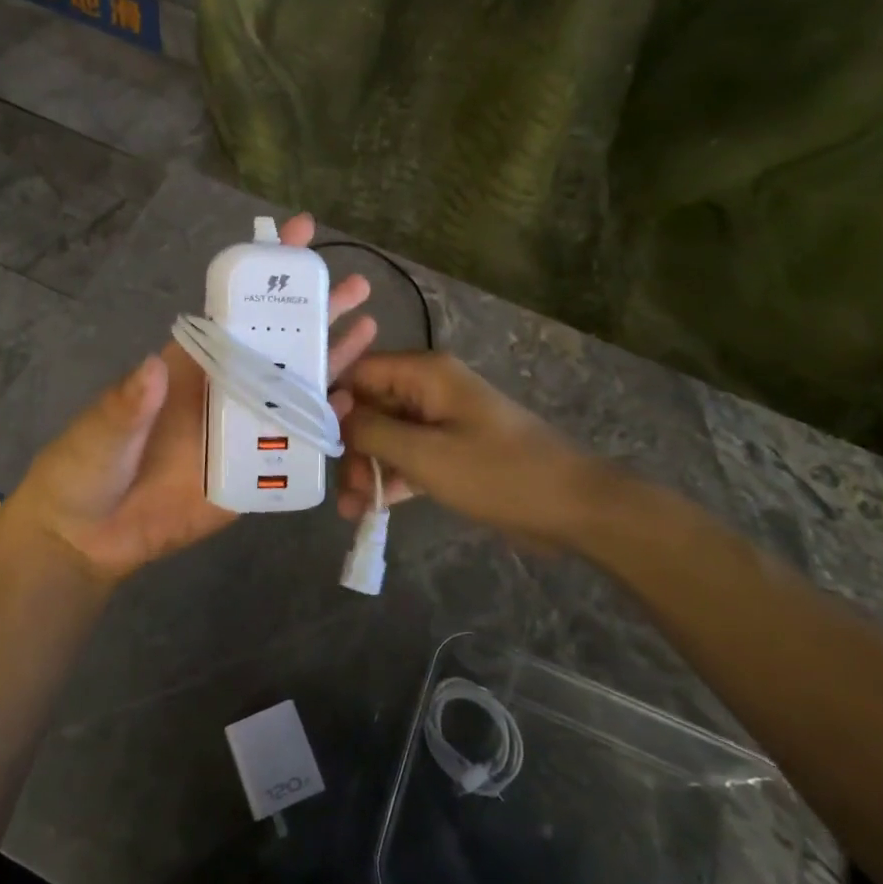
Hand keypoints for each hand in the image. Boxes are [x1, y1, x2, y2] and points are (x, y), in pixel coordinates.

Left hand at [0, 214, 377, 587]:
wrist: (89, 537)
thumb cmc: (86, 468)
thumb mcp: (101, 429)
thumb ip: (128, 403)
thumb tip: (153, 367)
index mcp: (189, 367)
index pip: (233, 313)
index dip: (263, 277)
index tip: (296, 237)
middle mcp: (222, 391)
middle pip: (277, 346)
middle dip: (313, 313)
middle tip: (355, 285)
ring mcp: (241, 431)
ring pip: (294, 390)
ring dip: (330, 361)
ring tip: (367, 330)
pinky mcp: (251, 474)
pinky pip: (292, 447)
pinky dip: (322, 426)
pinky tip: (350, 404)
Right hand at [334, 351, 621, 549]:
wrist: (571, 507)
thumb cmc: (497, 473)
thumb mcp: (426, 454)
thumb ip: (373, 431)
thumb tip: (333, 413)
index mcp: (425, 374)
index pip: (360, 371)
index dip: (332, 401)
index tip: (311, 438)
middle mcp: (430, 389)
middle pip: (371, 406)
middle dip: (351, 446)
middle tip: (342, 488)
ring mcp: (442, 421)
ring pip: (387, 436)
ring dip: (368, 469)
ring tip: (352, 509)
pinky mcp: (452, 451)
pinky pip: (409, 457)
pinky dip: (391, 480)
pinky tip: (370, 511)